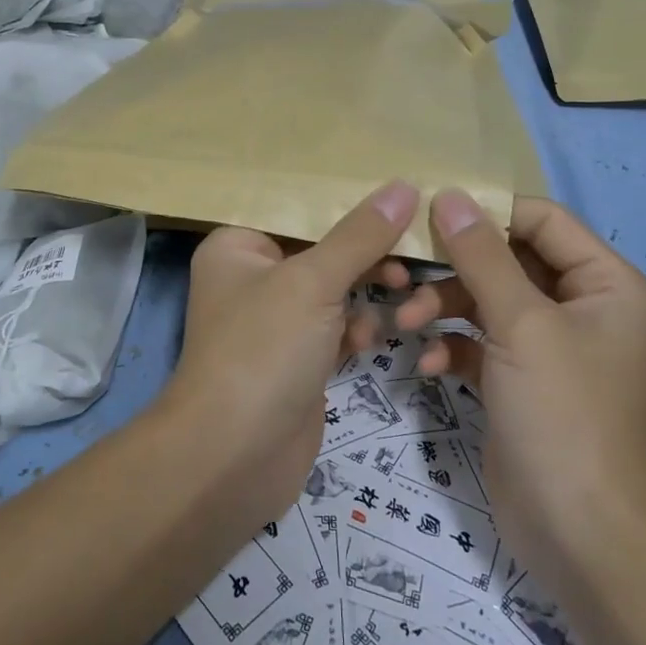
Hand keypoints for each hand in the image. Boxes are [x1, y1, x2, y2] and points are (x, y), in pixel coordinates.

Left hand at [160, 182, 420, 524]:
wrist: (234, 457)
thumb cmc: (263, 351)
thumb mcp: (312, 282)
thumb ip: (360, 236)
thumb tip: (403, 186)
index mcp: (238, 246)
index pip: (298, 208)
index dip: (347, 203)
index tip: (401, 195)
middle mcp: (253, 278)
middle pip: (321, 249)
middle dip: (365, 253)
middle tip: (411, 253)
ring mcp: (275, 322)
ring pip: (333, 290)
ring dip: (367, 293)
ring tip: (404, 295)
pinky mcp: (298, 359)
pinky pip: (336, 328)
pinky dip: (356, 330)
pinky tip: (370, 341)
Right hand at [408, 191, 645, 570]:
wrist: (579, 533)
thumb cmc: (562, 413)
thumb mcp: (521, 324)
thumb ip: (482, 256)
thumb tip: (449, 196)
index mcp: (606, 284)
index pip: (543, 221)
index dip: (489, 212)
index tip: (430, 213)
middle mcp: (582, 308)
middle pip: (509, 260)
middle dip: (456, 268)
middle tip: (406, 269)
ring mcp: (549, 347)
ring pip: (487, 300)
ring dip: (444, 306)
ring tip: (406, 322)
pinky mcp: (520, 380)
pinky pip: (480, 342)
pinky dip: (452, 347)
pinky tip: (429, 366)